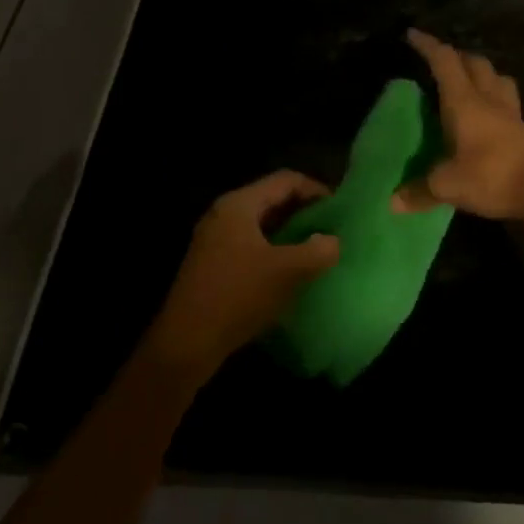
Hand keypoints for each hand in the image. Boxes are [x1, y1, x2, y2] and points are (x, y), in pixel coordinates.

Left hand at [148, 170, 339, 380]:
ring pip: (261, 224)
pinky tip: (289, 271)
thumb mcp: (286, 272)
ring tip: (315, 249)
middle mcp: (224, 214)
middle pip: (272, 199)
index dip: (315, 189)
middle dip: (303, 211)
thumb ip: (317, 251)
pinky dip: (273, 249)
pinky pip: (250, 244)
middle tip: (331, 228)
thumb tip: (333, 241)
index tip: (339, 209)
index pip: (285, 180)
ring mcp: (214, 239)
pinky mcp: (212, 263)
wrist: (185, 343)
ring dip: (289, 232)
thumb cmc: (237, 296)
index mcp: (239, 204)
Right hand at [398, 30, 523, 221]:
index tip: (412, 35)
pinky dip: (495, 97)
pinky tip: (489, 114)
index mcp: (464, 101)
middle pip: (475, 63)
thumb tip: (392, 202)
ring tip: (468, 81)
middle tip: (440, 61)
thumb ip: (420, 191)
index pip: (444, 62)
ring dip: (481, 72)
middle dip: (456, 56)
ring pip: (497, 78)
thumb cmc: (493, 175)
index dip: (428, 46)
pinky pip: (507, 101)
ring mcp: (510, 113)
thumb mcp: (448, 185)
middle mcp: (488, 99)